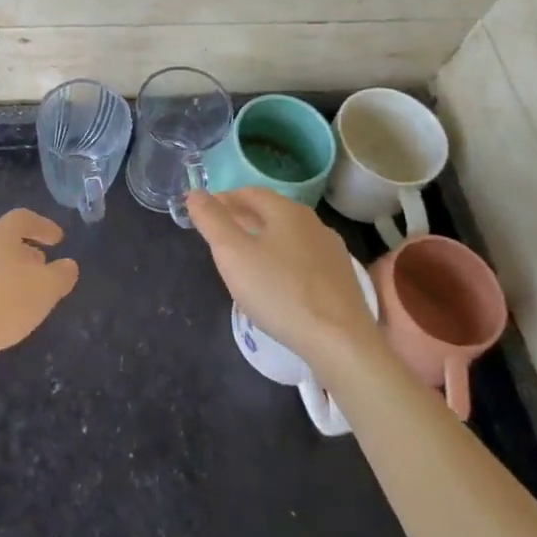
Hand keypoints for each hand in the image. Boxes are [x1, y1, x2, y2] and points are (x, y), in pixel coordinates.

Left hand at [0, 209, 78, 367]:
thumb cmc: (1, 302)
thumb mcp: (45, 290)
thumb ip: (61, 275)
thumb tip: (68, 264)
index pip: (23, 218)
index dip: (43, 226)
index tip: (58, 239)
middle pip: (4, 238)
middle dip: (25, 250)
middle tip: (42, 266)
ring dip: (7, 269)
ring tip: (21, 289)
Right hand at [185, 187, 378, 364]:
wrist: (340, 343)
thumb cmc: (279, 291)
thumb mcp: (232, 253)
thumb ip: (211, 220)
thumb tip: (195, 193)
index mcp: (286, 210)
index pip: (248, 193)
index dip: (223, 200)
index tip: (204, 215)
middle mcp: (312, 223)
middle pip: (270, 213)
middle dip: (242, 220)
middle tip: (218, 238)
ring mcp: (331, 252)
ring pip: (288, 237)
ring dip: (263, 241)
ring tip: (244, 261)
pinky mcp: (341, 281)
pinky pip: (303, 261)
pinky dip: (283, 263)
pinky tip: (276, 284)